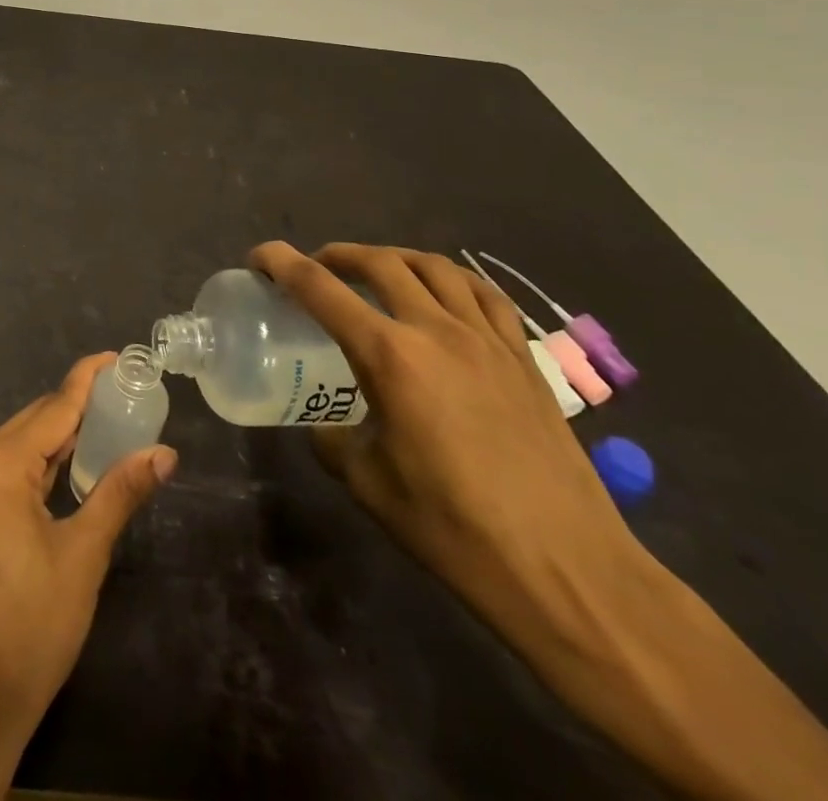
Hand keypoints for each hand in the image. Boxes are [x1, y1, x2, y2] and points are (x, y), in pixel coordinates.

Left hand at [0, 353, 176, 800]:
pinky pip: (7, 465)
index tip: (117, 356)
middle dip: (78, 405)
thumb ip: (120, 493)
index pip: (54, 407)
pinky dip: (41, 458)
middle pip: (35, 420)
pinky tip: (71, 458)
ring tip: (109, 418)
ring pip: (20, 442)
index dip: (87, 379)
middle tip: (126, 393)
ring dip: (60, 432)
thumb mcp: (83, 557)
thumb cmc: (31, 629)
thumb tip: (164, 452)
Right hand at [247, 243, 640, 660]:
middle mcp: (437, 331)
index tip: (259, 257)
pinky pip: (484, 295)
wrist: (568, 572)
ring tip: (376, 272)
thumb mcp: (369, 484)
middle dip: (338, 255)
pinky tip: (443, 294)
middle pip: (380, 262)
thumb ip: (334, 439)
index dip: (281, 263)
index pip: (320, 289)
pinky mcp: (524, 359)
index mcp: (390, 357)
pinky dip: (452, 279)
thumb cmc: (455, 530)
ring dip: (394, 257)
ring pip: (435, 267)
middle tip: (316, 268)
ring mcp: (487, 340)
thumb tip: (324, 424)